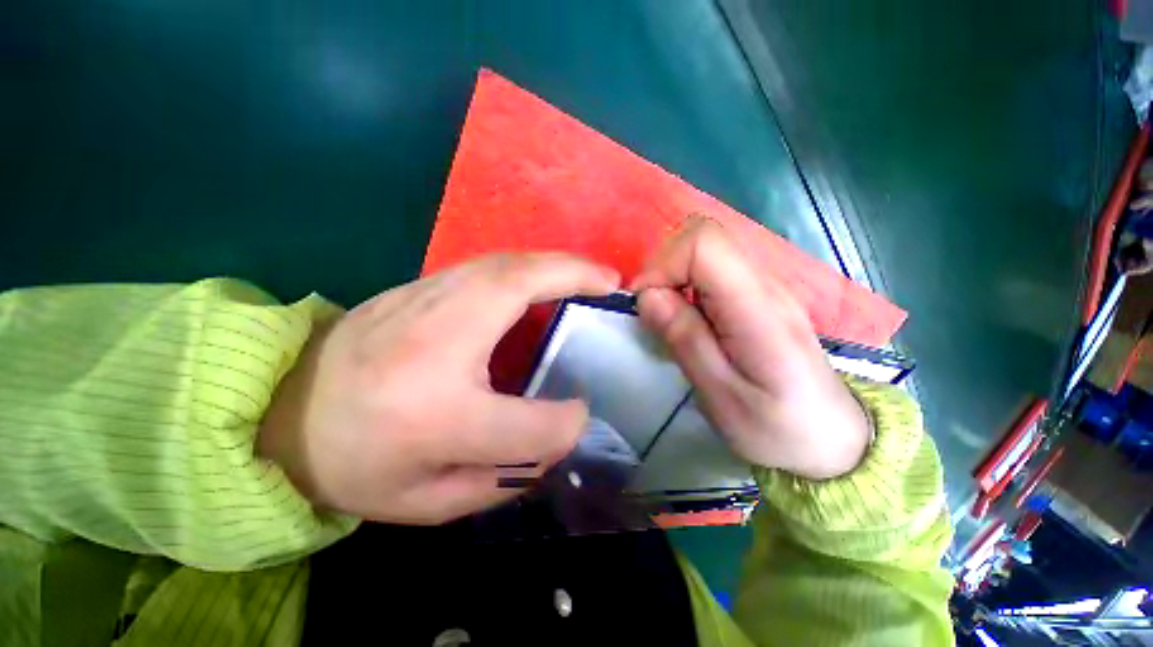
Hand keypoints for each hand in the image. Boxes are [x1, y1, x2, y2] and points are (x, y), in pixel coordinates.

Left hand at [258, 253, 620, 523]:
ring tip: (588, 275)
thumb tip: (557, 435)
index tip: (582, 414)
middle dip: (573, 276)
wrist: (277, 414)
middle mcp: (431, 345)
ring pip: (503, 264)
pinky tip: (543, 277)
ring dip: (553, 263)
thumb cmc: (353, 465)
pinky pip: (484, 266)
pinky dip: (525, 265)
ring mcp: (419, 303)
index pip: (522, 426)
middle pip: (516, 290)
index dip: (562, 425)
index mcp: (432, 417)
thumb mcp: (428, 501)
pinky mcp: (415, 287)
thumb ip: (504, 475)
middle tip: (611, 283)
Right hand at [630, 217, 868, 479]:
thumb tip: (648, 296)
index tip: (645, 303)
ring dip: (673, 276)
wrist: (831, 438)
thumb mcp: (720, 395)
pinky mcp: (756, 296)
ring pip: (705, 250)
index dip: (663, 264)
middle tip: (654, 311)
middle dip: (664, 267)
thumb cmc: (777, 428)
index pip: (705, 243)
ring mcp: (764, 286)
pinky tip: (687, 319)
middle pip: (704, 236)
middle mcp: (764, 284)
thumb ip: (685, 339)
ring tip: (668, 319)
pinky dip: (686, 285)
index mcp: (758, 308)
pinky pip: (712, 270)